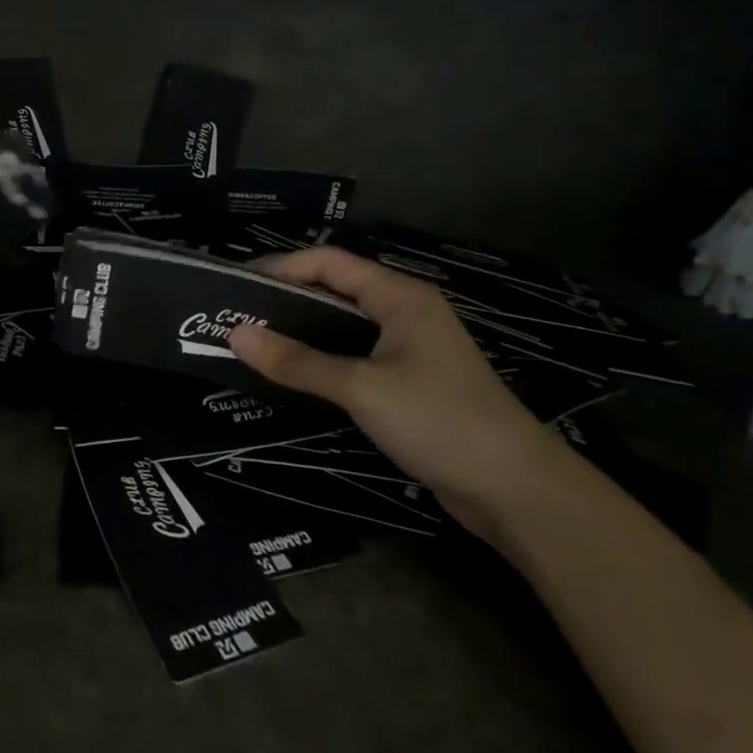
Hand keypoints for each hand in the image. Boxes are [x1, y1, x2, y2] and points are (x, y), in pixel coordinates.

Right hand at [229, 247, 574, 541]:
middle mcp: (405, 311)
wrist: (517, 491)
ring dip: (303, 330)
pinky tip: (295, 374)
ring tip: (255, 342)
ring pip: (344, 324)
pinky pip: (356, 354)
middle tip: (237, 315)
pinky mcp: (411, 380)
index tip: (237, 286)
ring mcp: (411, 347)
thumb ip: (298, 362)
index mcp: (400, 295)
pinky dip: (323, 357)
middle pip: (335, 288)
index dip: (282, 267)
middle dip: (286, 297)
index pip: (329, 262)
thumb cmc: (440, 422)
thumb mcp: (362, 389)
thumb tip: (235, 334)